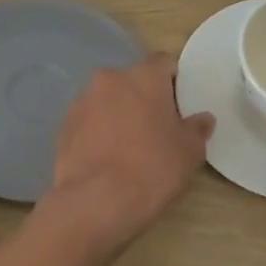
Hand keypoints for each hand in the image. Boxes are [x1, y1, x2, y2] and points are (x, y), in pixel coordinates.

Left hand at [47, 54, 214, 255]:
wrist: (94, 202)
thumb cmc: (151, 169)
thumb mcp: (189, 152)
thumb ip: (197, 129)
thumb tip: (202, 119)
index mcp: (144, 77)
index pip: (164, 62)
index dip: (174, 80)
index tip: (180, 105)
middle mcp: (110, 79)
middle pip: (133, 81)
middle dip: (145, 99)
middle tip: (157, 129)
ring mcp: (82, 101)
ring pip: (108, 100)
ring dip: (119, 114)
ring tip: (129, 147)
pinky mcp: (64, 126)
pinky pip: (89, 121)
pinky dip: (98, 132)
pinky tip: (107, 159)